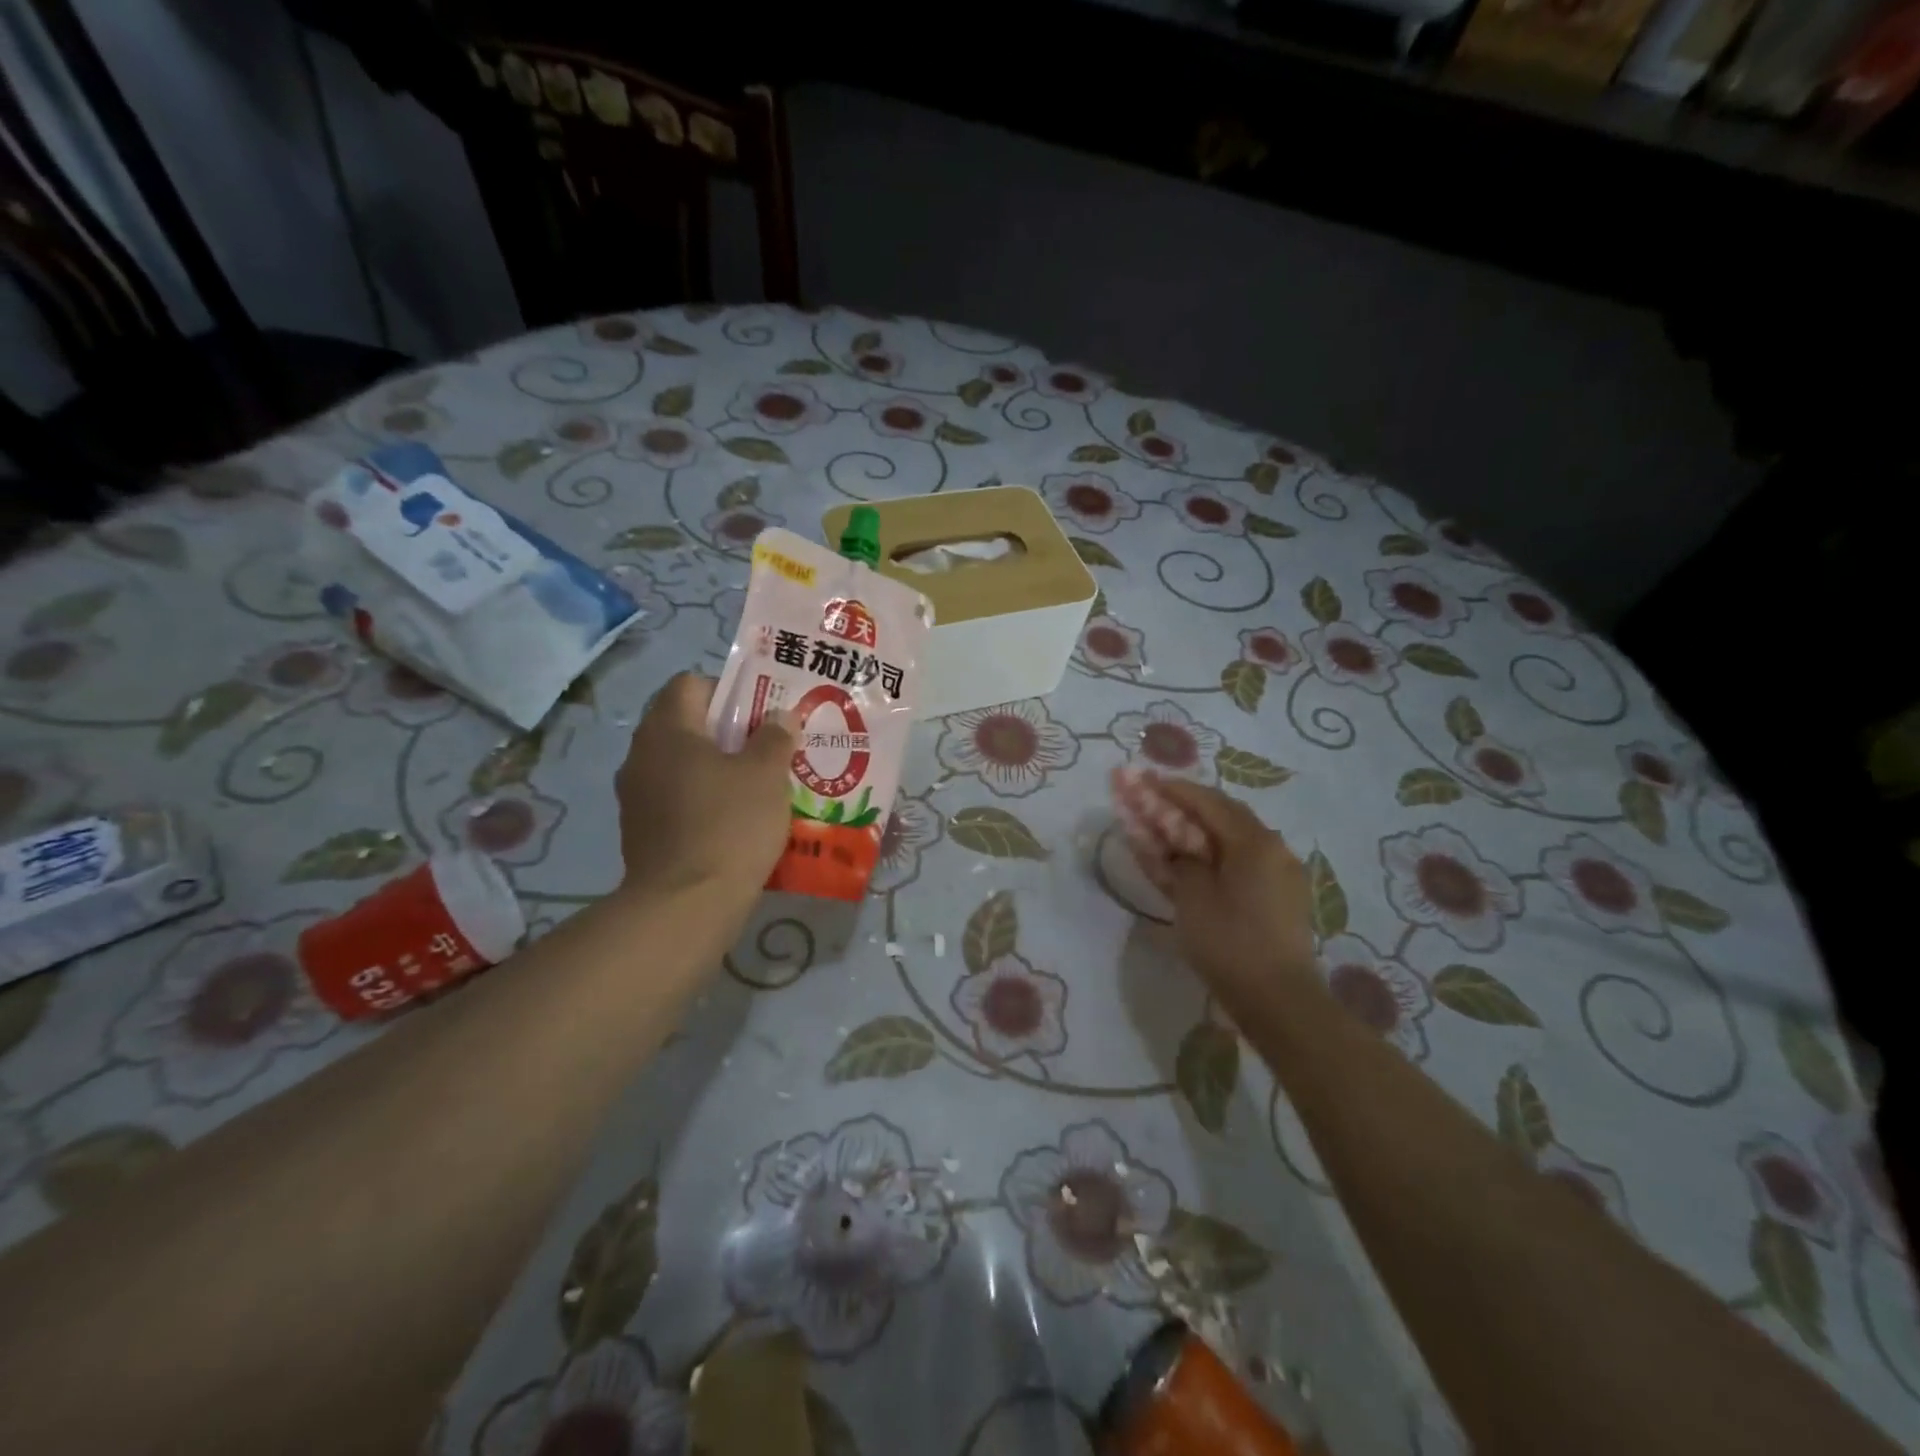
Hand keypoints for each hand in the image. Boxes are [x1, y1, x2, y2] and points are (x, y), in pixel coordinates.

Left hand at [614, 673, 794, 898]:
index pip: (690, 684)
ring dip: (716, 768)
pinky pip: (676, 799)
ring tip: (756, 785)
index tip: (760, 713)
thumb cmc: (729, 824)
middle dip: (727, 732)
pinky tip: (734, 820)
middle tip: (766, 748)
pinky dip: (703, 800)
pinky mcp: (641, 832)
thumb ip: (774, 737)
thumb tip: (779, 717)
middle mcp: (641, 755)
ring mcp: (636, 796)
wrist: (686, 904)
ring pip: (681, 764)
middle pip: (685, 724)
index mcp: (667, 730)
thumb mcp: (766, 774)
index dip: (727, 690)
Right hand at [1123, 772, 1319, 1019]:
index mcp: (1254, 841)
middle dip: (1186, 806)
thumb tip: (1173, 844)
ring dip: (1201, 830)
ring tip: (1170, 830)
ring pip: (1234, 838)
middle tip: (1154, 802)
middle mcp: (1274, 847)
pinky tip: (1196, 862)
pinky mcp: (1282, 896)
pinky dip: (1216, 854)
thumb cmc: (1230, 943)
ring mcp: (1282, 872)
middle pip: (1224, 815)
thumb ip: (1178, 859)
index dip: (1173, 790)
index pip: (1208, 801)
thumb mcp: (1192, 897)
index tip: (1144, 781)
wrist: (1279, 1001)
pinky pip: (1244, 861)